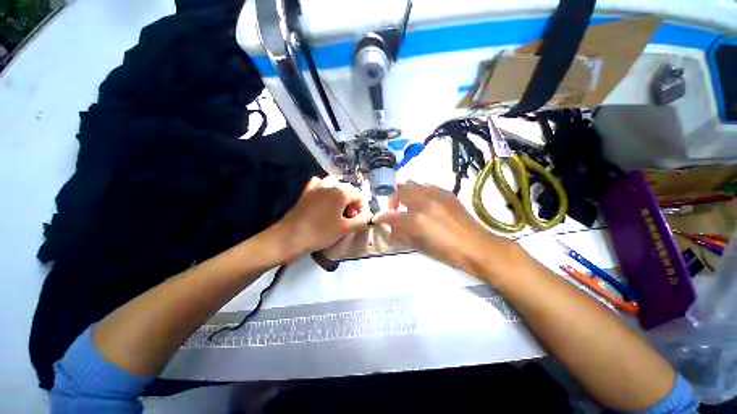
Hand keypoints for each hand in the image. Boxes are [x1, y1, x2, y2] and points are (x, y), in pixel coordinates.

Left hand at [273, 176, 372, 258]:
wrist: (290, 237)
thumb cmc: (321, 232)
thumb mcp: (345, 228)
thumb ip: (362, 220)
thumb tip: (368, 216)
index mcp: (341, 191)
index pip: (360, 196)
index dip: (363, 208)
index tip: (360, 221)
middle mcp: (330, 183)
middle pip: (349, 190)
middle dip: (353, 204)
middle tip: (351, 219)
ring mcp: (317, 186)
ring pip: (335, 187)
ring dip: (341, 197)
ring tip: (340, 211)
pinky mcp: (307, 191)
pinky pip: (321, 186)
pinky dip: (327, 192)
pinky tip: (326, 202)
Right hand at [374, 181, 518, 277]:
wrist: (478, 246)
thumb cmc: (448, 252)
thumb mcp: (421, 246)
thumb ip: (402, 235)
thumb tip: (391, 229)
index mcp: (417, 219)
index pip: (391, 214)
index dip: (381, 216)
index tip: (378, 219)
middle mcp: (425, 202)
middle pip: (400, 189)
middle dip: (393, 199)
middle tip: (395, 210)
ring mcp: (437, 194)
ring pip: (413, 183)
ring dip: (406, 193)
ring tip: (410, 204)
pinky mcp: (447, 193)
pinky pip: (427, 186)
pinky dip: (420, 192)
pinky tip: (425, 203)